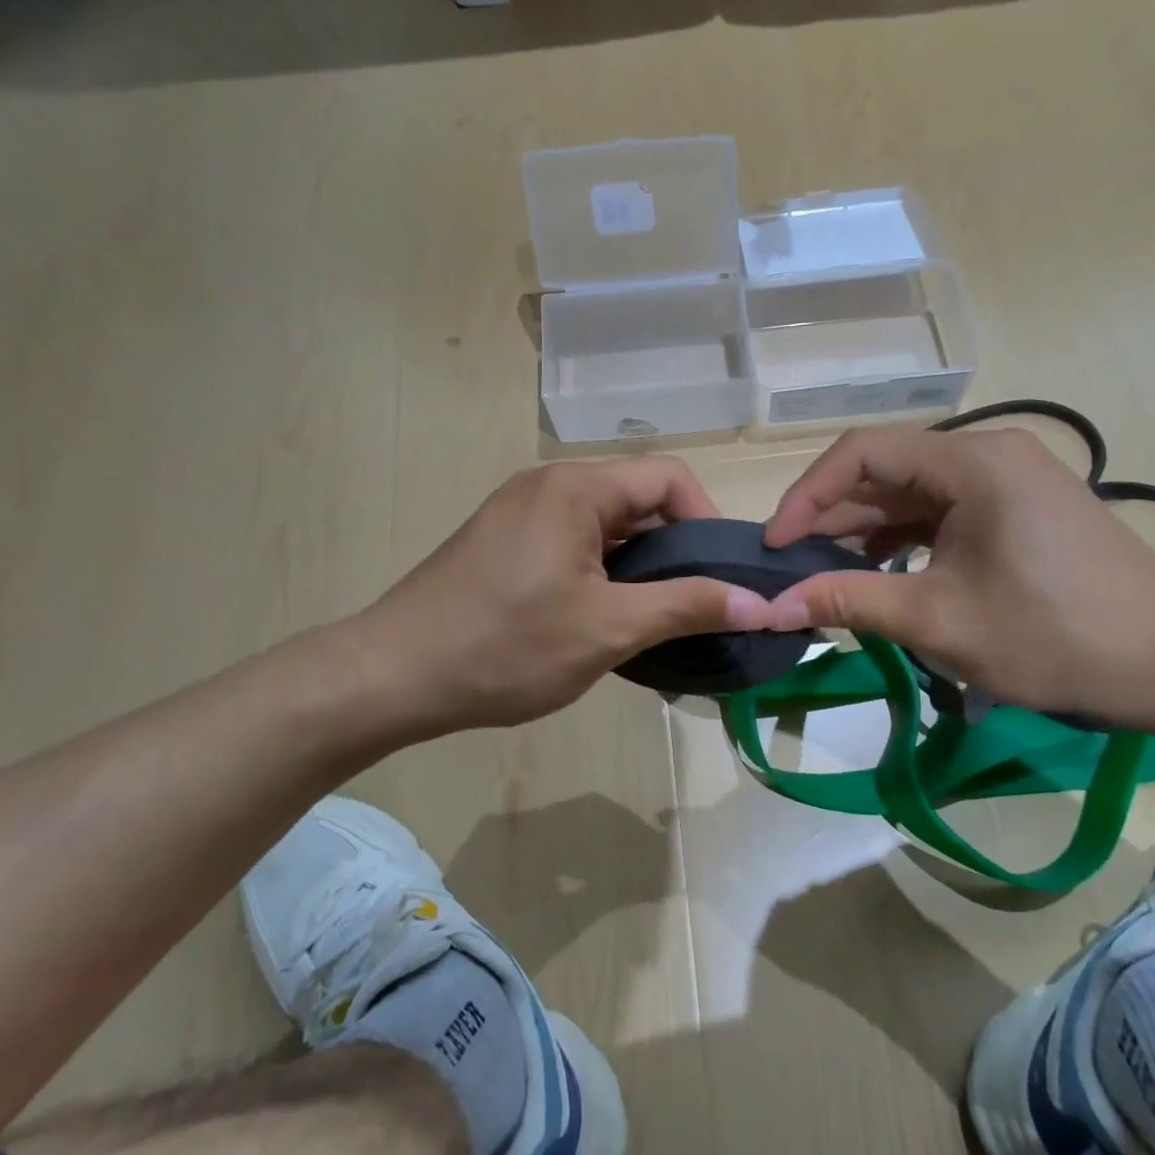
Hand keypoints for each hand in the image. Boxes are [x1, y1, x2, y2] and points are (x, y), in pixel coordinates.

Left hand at [348, 458, 769, 741]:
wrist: (392, 675)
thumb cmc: (506, 647)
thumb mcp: (609, 629)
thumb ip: (688, 607)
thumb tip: (761, 602)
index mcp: (576, 488)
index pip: (669, 479)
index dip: (707, 522)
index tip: (719, 578)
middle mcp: (548, 484)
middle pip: (637, 500)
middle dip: (674, 549)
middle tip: (693, 607)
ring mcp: (519, 511)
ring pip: (605, 526)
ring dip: (638, 566)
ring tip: (653, 619)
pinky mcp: (502, 541)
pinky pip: (572, 542)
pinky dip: (601, 572)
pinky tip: (603, 618)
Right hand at [760, 427, 1154, 724]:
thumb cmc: (1054, 636)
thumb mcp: (938, 620)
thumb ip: (848, 601)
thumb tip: (773, 606)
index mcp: (971, 461)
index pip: (862, 451)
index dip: (807, 494)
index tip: (775, 544)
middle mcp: (988, 453)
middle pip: (886, 470)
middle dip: (832, 517)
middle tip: (791, 566)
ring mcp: (1008, 479)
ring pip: (913, 493)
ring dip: (865, 531)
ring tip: (827, 575)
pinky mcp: (1020, 507)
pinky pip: (943, 511)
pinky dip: (905, 539)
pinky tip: (882, 574)